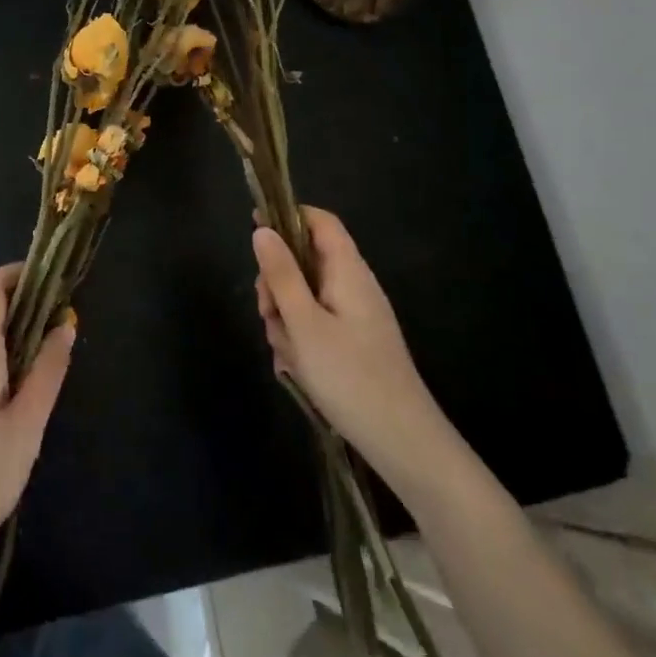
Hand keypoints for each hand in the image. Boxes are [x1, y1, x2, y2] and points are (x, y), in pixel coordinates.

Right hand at [254, 208, 452, 499]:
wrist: (401, 440)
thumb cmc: (349, 375)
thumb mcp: (304, 323)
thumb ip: (281, 274)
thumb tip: (261, 229)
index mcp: (348, 270)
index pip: (320, 221)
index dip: (288, 216)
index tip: (254, 228)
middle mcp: (353, 285)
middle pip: (305, 261)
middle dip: (278, 284)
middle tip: (268, 314)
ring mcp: (354, 315)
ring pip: (304, 298)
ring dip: (286, 319)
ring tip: (288, 354)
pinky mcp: (353, 342)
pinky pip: (315, 326)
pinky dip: (300, 340)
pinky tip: (297, 369)